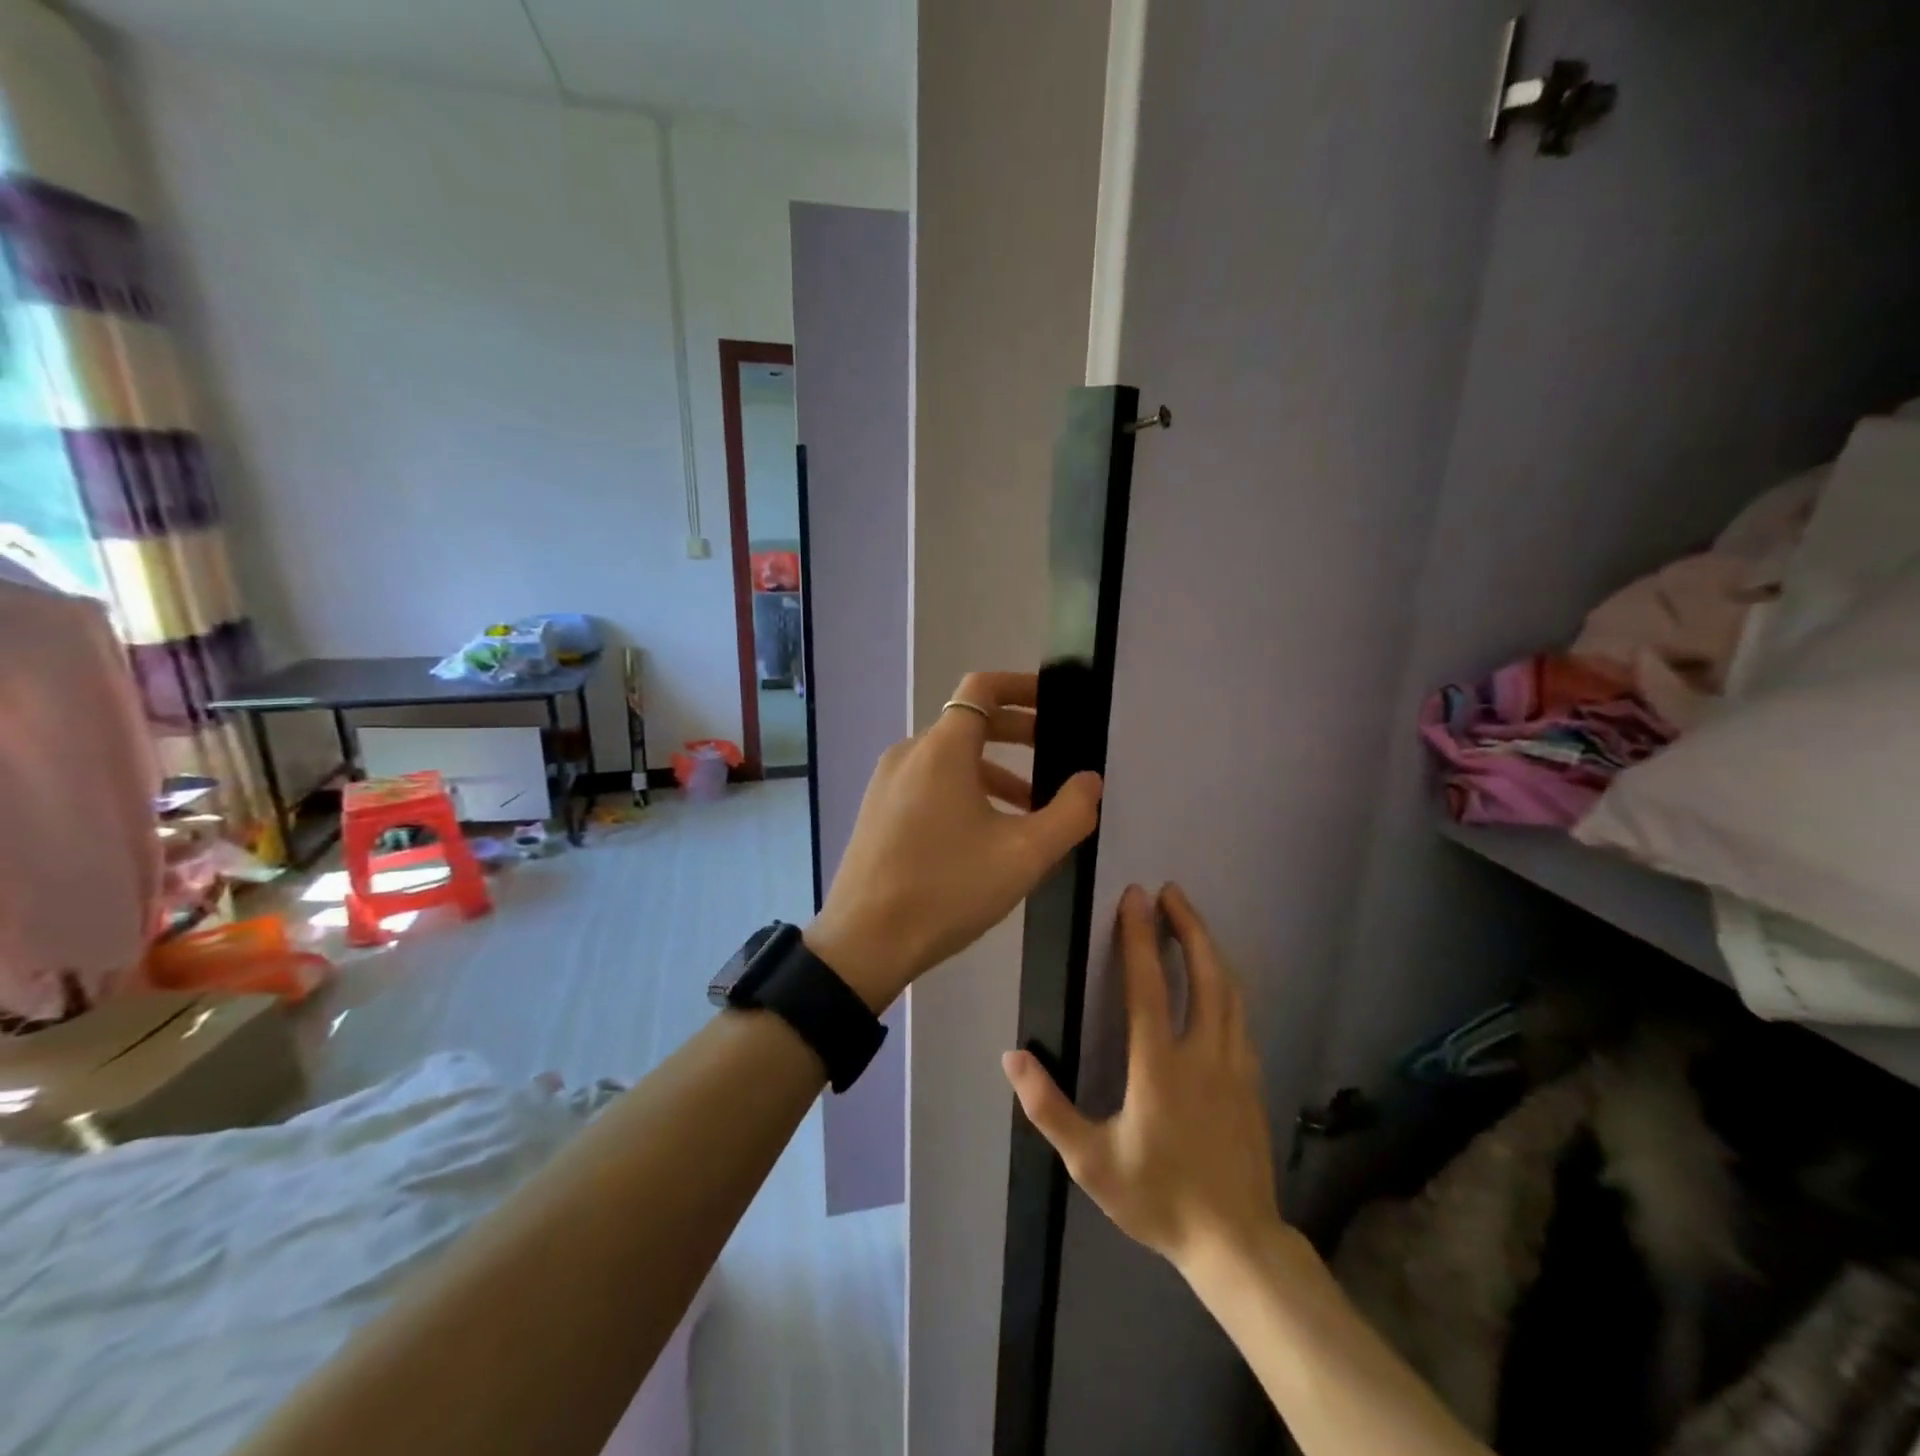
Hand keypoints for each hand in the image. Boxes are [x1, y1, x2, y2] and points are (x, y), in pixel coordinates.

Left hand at [804, 671, 1102, 1010]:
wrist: (864, 942)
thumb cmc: (947, 890)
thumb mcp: (1024, 855)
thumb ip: (1069, 813)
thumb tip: (1089, 781)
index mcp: (941, 749)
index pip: (982, 688)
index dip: (1021, 687)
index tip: (1054, 705)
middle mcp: (909, 753)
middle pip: (969, 722)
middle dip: (1017, 733)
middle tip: (1056, 756)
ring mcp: (887, 782)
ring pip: (949, 758)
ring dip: (994, 770)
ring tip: (1030, 807)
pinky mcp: (878, 810)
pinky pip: (928, 782)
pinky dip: (963, 789)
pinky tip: (985, 832)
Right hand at [1003, 883, 1281, 1273]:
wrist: (1236, 1244)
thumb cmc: (1158, 1198)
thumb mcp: (1091, 1162)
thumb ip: (1048, 1107)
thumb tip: (1013, 1056)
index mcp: (1160, 1066)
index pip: (1148, 985)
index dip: (1140, 936)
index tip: (1134, 896)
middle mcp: (1203, 1053)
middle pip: (1204, 973)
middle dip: (1188, 926)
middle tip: (1171, 891)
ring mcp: (1235, 1066)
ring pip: (1229, 991)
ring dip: (1210, 949)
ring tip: (1192, 922)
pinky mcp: (1251, 1082)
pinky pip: (1241, 1017)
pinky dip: (1227, 985)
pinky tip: (1219, 983)